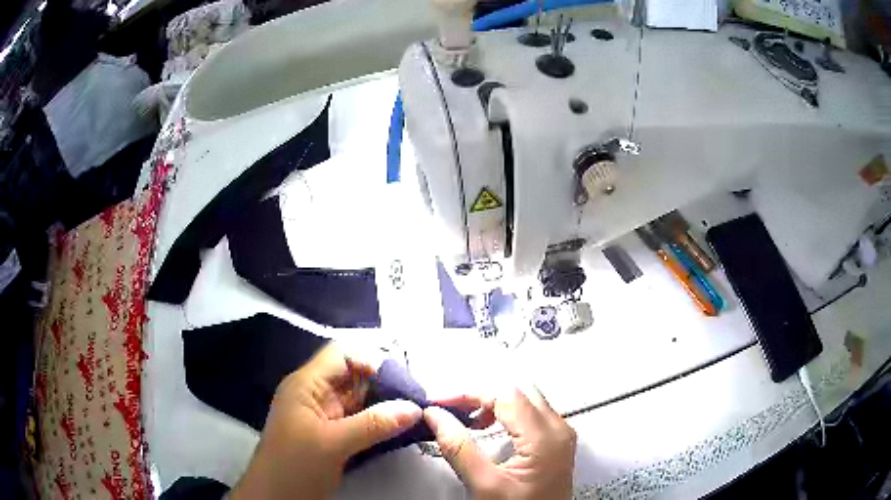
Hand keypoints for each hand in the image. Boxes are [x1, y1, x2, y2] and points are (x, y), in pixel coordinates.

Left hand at [230, 344, 422, 499]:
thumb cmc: (295, 465)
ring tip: (417, 411)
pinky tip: (402, 428)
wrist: (276, 498)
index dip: (370, 361)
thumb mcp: (332, 444)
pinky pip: (361, 420)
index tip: (400, 382)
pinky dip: (381, 422)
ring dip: (386, 405)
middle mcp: (316, 394)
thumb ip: (373, 425)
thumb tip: (415, 408)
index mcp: (306, 385)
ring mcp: (325, 416)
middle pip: (354, 377)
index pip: (341, 356)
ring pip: (361, 400)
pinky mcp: (334, 435)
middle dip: (385, 385)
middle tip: (418, 398)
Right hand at [425, 388, 576, 499]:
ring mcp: (560, 434)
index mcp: (545, 437)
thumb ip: (458, 447)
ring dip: (493, 404)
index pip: (505, 394)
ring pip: (525, 399)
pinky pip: (531, 413)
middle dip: (481, 396)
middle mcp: (559, 429)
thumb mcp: (484, 484)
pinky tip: (488, 428)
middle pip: (518, 391)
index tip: (440, 404)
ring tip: (468, 421)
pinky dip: (506, 414)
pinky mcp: (556, 442)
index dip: (468, 394)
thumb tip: (436, 416)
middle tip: (452, 410)